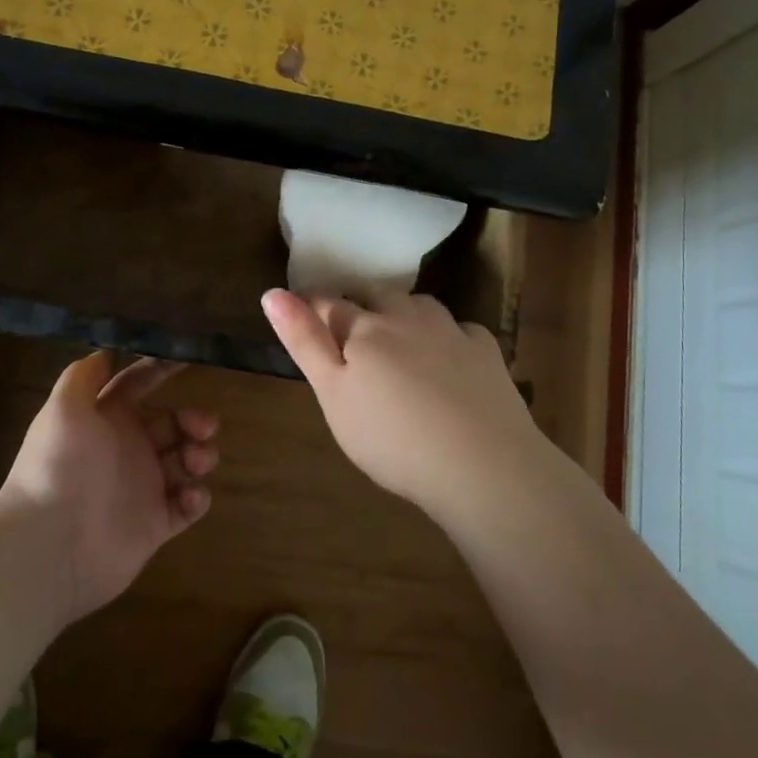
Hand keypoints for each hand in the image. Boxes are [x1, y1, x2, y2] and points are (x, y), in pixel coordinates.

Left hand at [0, 352, 218, 624]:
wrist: (48, 547)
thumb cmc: (59, 467)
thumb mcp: (63, 408)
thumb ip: (84, 375)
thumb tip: (105, 349)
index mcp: (105, 419)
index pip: (137, 385)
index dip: (161, 369)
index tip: (190, 357)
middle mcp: (125, 449)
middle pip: (171, 424)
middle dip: (193, 419)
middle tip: (206, 426)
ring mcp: (142, 488)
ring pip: (185, 462)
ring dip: (200, 455)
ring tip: (198, 462)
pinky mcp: (154, 525)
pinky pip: (186, 507)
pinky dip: (196, 499)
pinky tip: (189, 497)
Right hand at [262, 289, 541, 513]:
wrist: (482, 465)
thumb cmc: (392, 438)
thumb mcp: (333, 396)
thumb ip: (305, 342)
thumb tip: (273, 292)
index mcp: (364, 330)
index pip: (329, 304)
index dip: (310, 303)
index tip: (298, 308)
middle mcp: (407, 318)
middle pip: (375, 294)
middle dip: (357, 300)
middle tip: (348, 323)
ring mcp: (450, 331)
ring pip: (419, 304)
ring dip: (402, 310)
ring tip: (396, 331)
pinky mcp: (485, 351)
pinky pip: (460, 329)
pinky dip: (447, 334)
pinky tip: (449, 353)